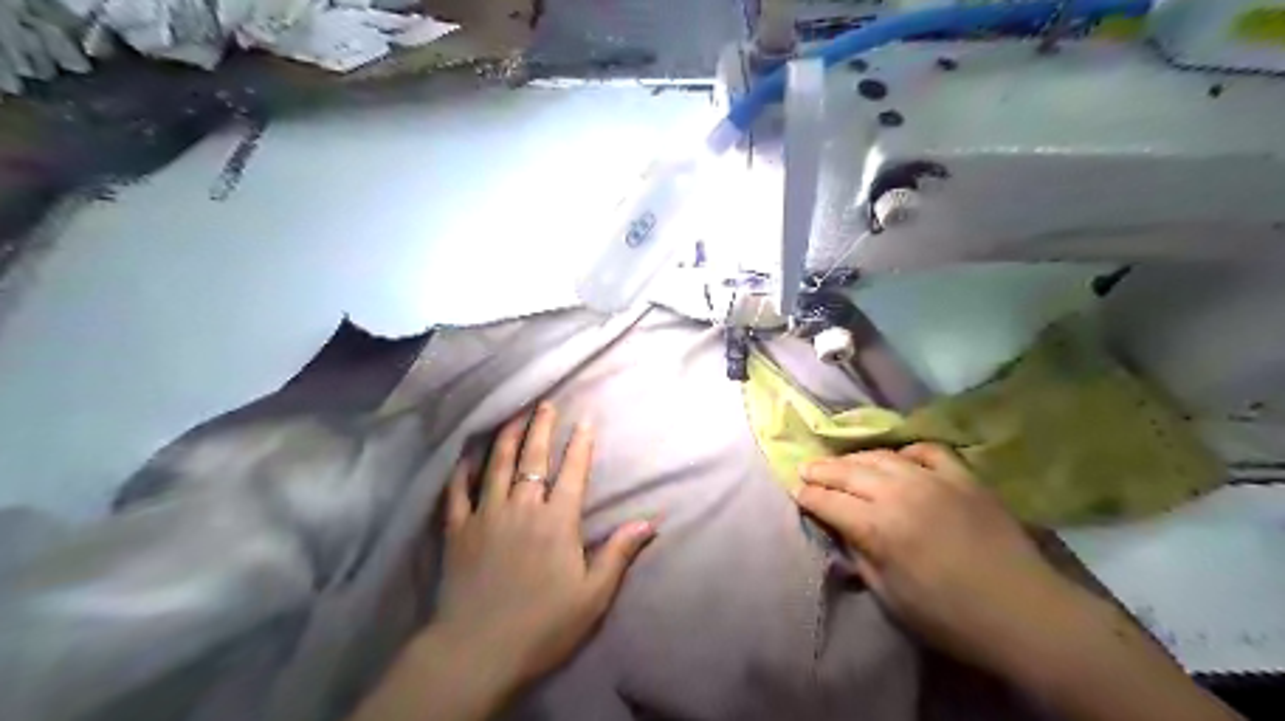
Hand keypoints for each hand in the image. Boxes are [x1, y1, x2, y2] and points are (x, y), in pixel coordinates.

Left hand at [433, 404, 656, 690]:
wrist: (477, 652)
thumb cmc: (543, 625)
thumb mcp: (592, 595)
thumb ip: (618, 553)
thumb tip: (649, 522)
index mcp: (557, 521)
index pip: (572, 472)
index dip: (580, 444)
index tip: (585, 420)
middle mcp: (522, 508)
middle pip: (533, 458)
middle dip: (541, 427)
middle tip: (546, 404)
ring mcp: (486, 516)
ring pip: (496, 466)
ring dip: (506, 438)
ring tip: (514, 416)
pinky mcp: (458, 531)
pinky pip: (457, 493)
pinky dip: (461, 472)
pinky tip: (465, 457)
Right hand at [799, 440, 1075, 676]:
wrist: (1025, 613)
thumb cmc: (950, 617)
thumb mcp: (889, 596)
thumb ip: (858, 554)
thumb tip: (840, 528)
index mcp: (878, 527)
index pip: (828, 501)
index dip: (807, 496)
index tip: (795, 492)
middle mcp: (900, 493)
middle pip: (848, 471)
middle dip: (822, 470)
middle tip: (805, 469)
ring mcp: (934, 479)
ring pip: (881, 457)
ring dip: (855, 458)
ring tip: (841, 462)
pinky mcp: (963, 477)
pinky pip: (925, 451)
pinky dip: (905, 453)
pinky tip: (897, 461)